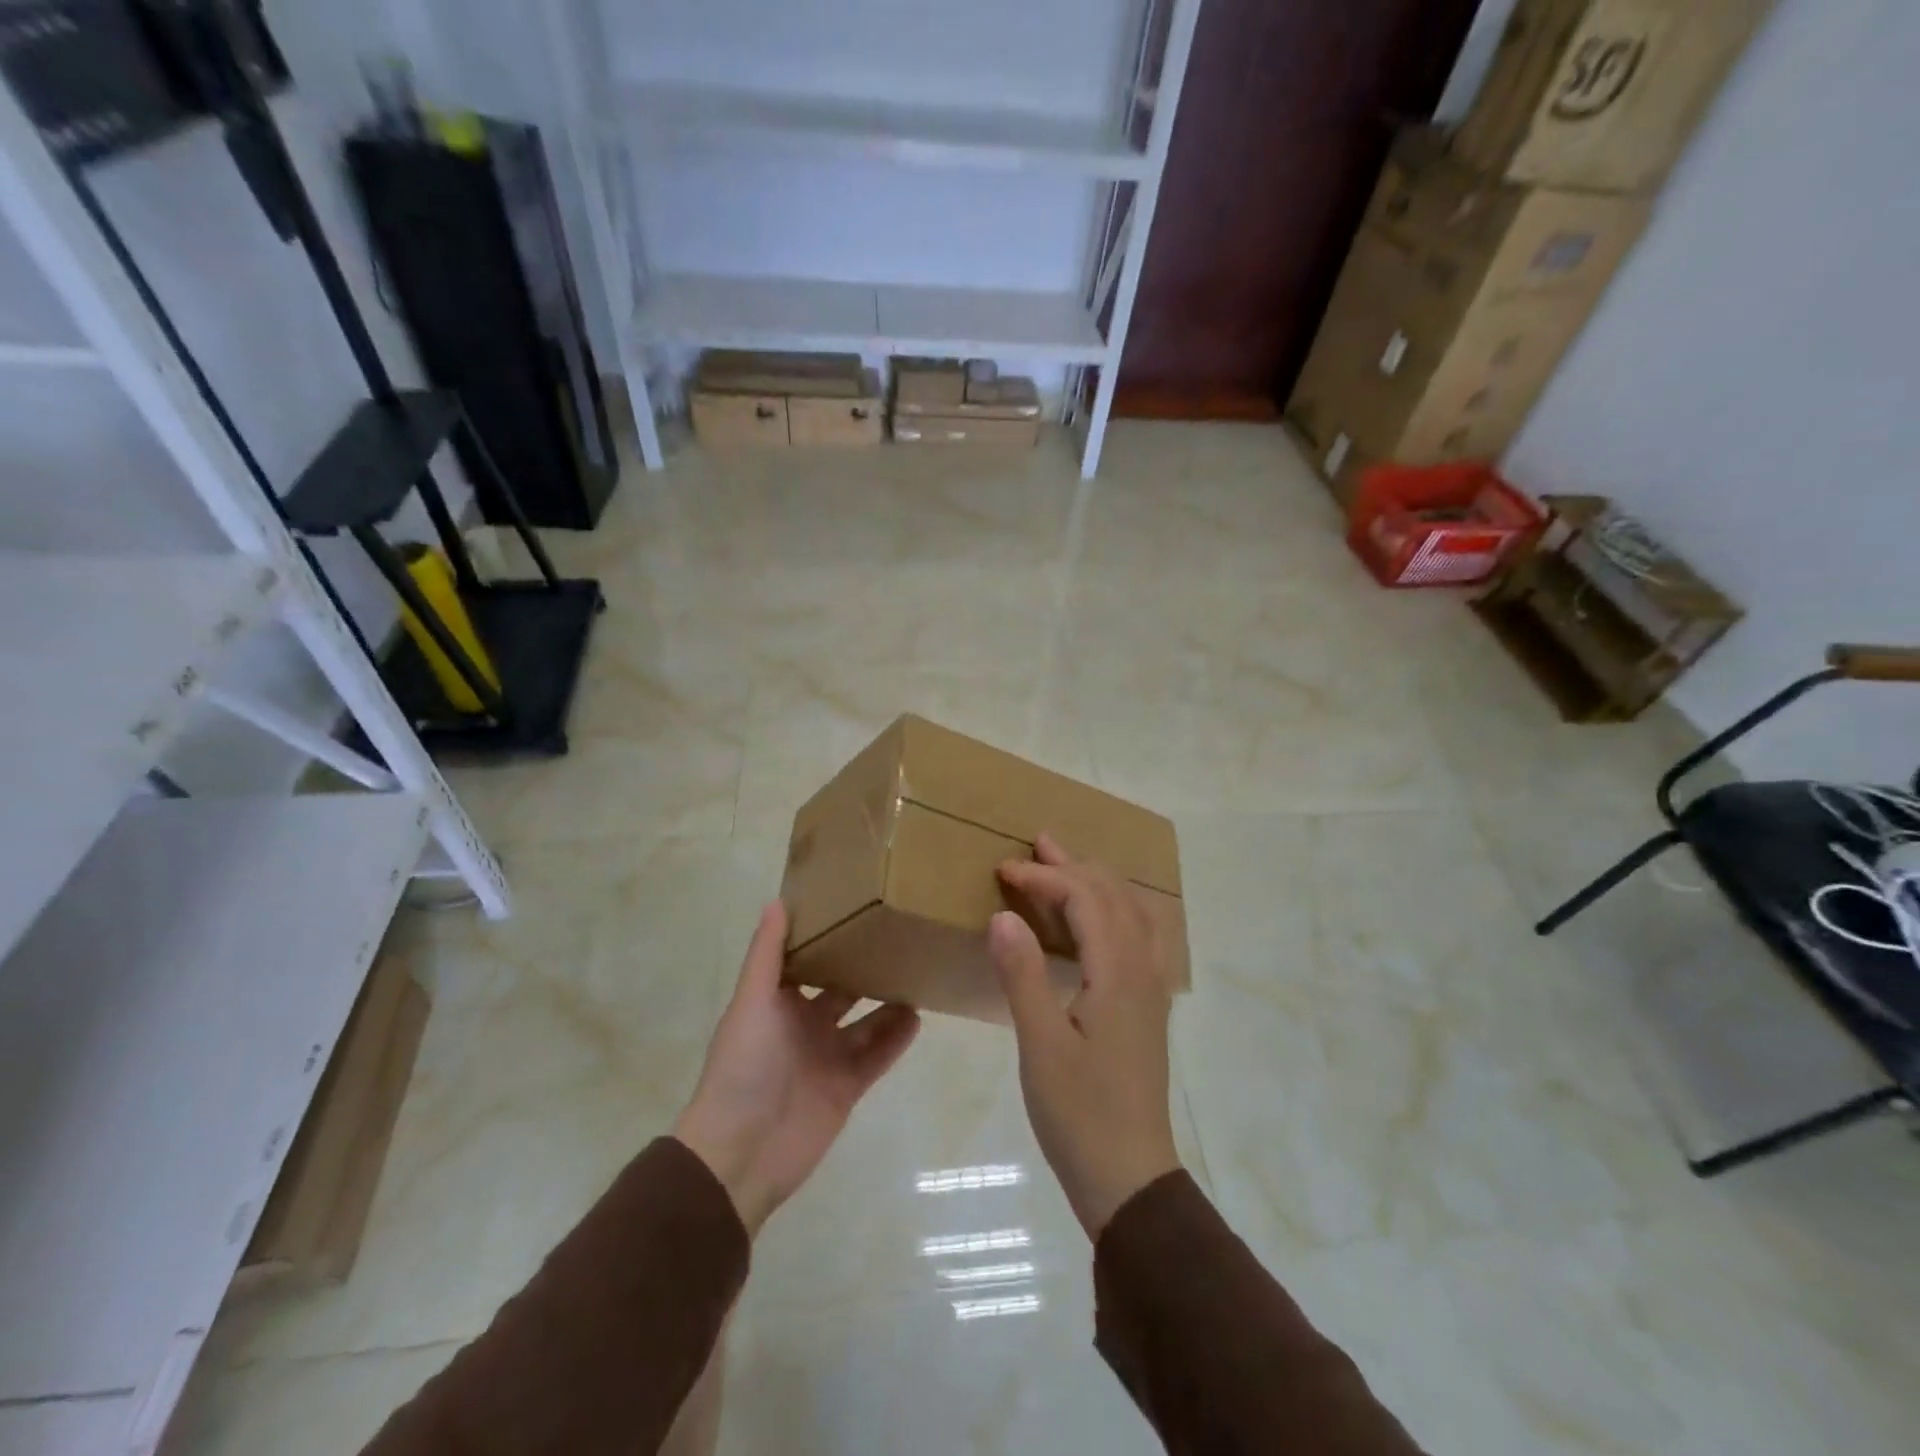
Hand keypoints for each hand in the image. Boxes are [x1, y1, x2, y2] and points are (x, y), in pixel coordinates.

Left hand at [674, 901, 920, 1233]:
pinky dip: (896, 1037)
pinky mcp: (848, 1086)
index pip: (806, 961)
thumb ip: (766, 955)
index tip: (856, 906)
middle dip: (865, 966)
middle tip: (901, 935)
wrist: (741, 1153)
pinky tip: (918, 1015)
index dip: (826, 937)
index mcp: (778, 1002)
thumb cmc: (744, 1066)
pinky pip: (878, 1055)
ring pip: (866, 1020)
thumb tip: (778, 901)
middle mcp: (804, 1024)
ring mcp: (828, 1056)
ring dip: (888, 1000)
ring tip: (918, 970)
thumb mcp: (752, 1002)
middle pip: (842, 988)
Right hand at [992, 835, 1181, 1239]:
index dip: (1044, 878)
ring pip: (1132, 912)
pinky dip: (1112, 909)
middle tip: (1036, 845)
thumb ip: (1023, 976)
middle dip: (1074, 865)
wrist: (1130, 1178)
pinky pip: (1136, 935)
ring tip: (1065, 867)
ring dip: (1097, 882)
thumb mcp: (1041, 1046)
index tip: (1003, 871)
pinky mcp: (1146, 1008)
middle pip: (1115, 896)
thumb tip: (1004, 916)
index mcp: (1118, 974)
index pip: (1086, 899)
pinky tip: (1094, 921)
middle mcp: (1142, 971)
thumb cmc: (1080, 1114)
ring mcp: (1150, 989)